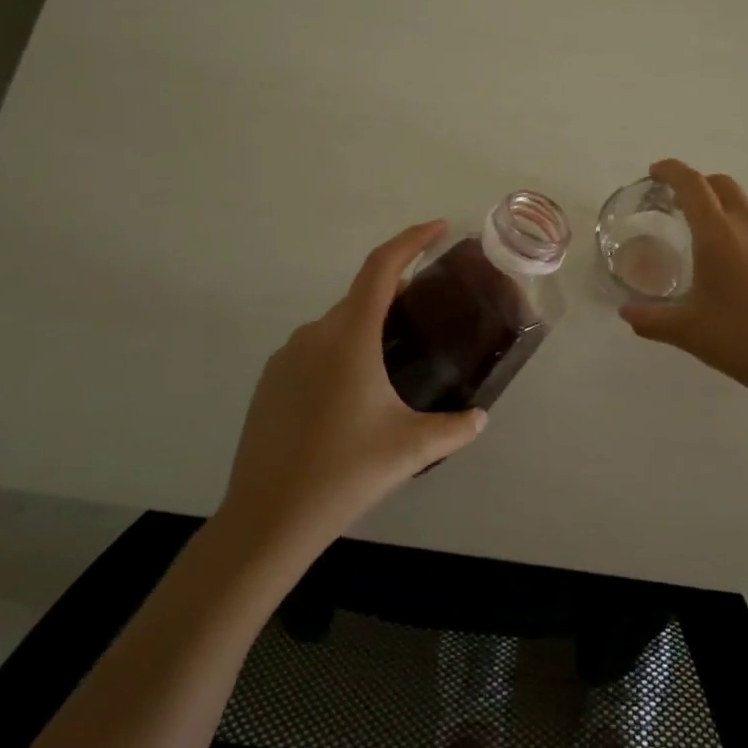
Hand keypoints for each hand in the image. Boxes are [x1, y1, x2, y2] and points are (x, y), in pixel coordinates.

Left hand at [219, 221, 487, 563]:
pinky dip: (341, 353)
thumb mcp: (411, 449)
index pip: (381, 267)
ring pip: (337, 326)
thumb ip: (456, 428)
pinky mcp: (270, 382)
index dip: (411, 240)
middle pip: (362, 297)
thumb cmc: (344, 472)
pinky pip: (315, 351)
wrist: (267, 518)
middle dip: (396, 296)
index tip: (437, 229)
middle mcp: (315, 334)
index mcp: (349, 336)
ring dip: (367, 329)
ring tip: (395, 362)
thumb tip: (480, 417)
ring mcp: (286, 357)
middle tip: (428, 314)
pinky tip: (354, 396)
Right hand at [620, 159, 747, 393]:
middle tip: (684, 207)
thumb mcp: (684, 330)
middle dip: (701, 186)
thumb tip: (625, 314)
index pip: (691, 184)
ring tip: (720, 254)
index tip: (656, 173)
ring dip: (729, 219)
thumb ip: (649, 319)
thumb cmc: (736, 337)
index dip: (671, 171)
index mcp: (716, 234)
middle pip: (723, 185)